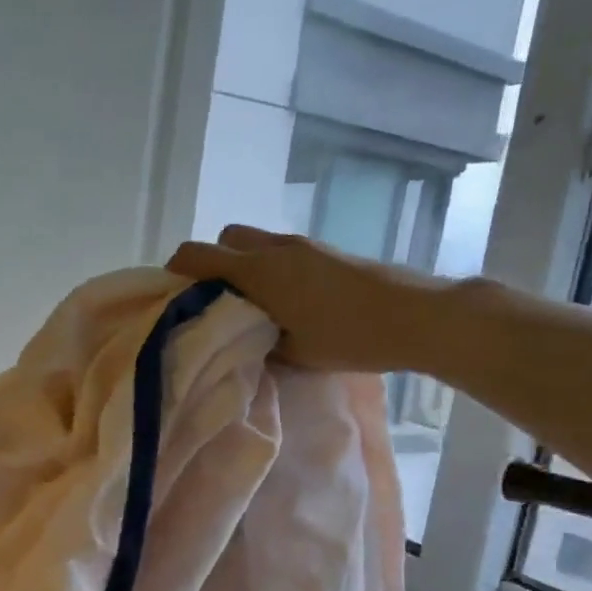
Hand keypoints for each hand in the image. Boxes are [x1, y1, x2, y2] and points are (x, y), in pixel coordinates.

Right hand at [167, 223, 450, 373]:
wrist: (416, 315)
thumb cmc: (347, 336)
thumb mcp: (290, 352)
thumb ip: (253, 339)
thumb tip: (232, 335)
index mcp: (257, 271)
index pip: (196, 254)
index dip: (176, 271)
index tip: (174, 298)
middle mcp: (274, 248)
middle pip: (225, 238)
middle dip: (213, 263)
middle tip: (218, 301)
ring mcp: (303, 245)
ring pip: (255, 243)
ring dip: (245, 266)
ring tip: (254, 305)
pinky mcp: (326, 250)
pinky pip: (281, 251)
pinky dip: (271, 268)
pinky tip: (288, 302)